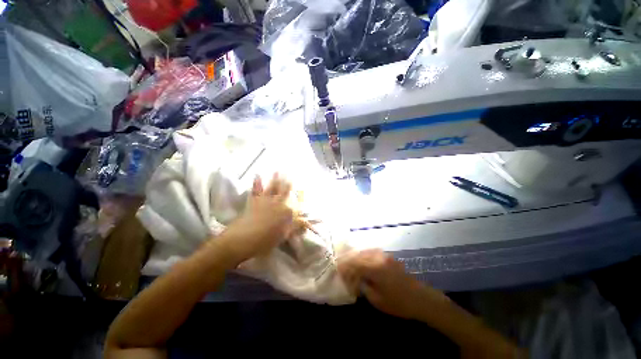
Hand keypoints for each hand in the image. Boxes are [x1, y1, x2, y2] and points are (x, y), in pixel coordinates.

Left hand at [219, 174, 305, 264]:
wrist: (241, 241)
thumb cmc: (265, 241)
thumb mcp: (283, 236)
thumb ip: (294, 227)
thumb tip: (305, 222)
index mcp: (286, 212)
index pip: (295, 203)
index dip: (299, 197)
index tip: (302, 191)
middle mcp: (277, 203)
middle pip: (284, 191)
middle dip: (287, 183)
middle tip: (290, 175)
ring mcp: (265, 201)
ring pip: (272, 188)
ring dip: (275, 179)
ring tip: (278, 170)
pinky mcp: (254, 201)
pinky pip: (256, 190)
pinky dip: (257, 182)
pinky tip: (257, 175)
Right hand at [338, 249, 443, 319]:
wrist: (421, 299)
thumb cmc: (398, 303)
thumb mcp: (377, 300)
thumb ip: (363, 286)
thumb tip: (355, 279)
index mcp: (375, 268)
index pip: (354, 264)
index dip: (345, 266)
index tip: (337, 269)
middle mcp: (378, 258)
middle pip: (358, 255)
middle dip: (348, 260)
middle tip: (341, 265)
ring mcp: (384, 256)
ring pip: (365, 252)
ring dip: (355, 256)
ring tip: (349, 262)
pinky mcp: (389, 257)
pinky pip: (372, 253)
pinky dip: (364, 255)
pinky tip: (361, 260)